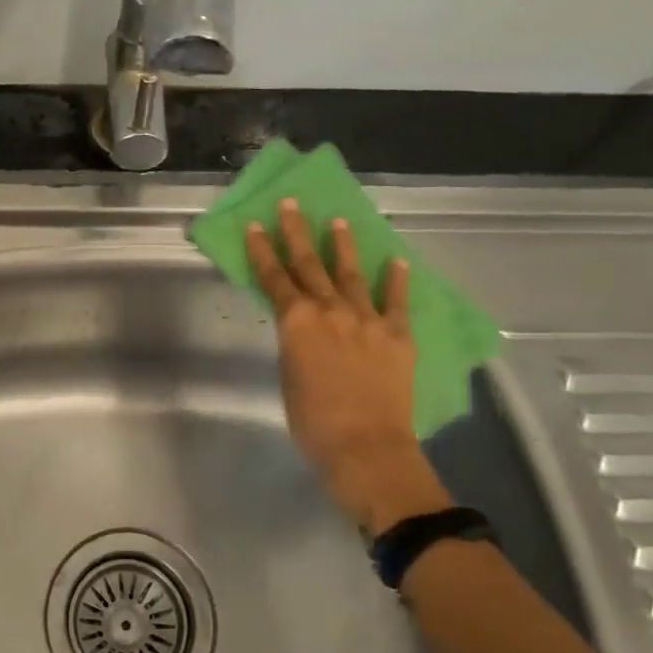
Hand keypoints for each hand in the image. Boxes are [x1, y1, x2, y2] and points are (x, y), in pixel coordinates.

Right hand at [245, 198, 447, 531]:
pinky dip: (396, 281)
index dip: (262, 251)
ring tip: (339, 221)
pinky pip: (396, 303)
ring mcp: (367, 320)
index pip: (274, 278)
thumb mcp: (288, 376)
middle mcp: (331, 311)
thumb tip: (300, 329)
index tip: (255, 225)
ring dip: (343, 246)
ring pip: (351, 275)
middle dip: (297, 233)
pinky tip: (396, 261)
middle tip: (291, 204)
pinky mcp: (397, 336)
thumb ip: (294, 343)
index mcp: (297, 322)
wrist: (365, 447)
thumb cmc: (313, 421)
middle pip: (309, 265)